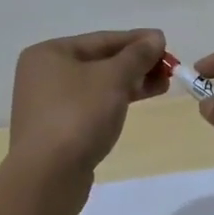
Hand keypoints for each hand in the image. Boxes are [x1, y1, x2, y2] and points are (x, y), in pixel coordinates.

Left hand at [10, 29, 168, 178]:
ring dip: (131, 83)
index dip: (137, 40)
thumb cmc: (78, 115)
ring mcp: (50, 104)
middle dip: (136, 63)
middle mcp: (44, 74)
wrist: (48, 177)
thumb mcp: (113, 78)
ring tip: (163, 85)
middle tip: (169, 68)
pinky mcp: (58, 129)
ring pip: (98, 85)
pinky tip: (138, 101)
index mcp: (49, 53)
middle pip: (100, 61)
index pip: (102, 39)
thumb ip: (137, 55)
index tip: (166, 42)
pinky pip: (93, 105)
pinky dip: (116, 100)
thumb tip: (156, 37)